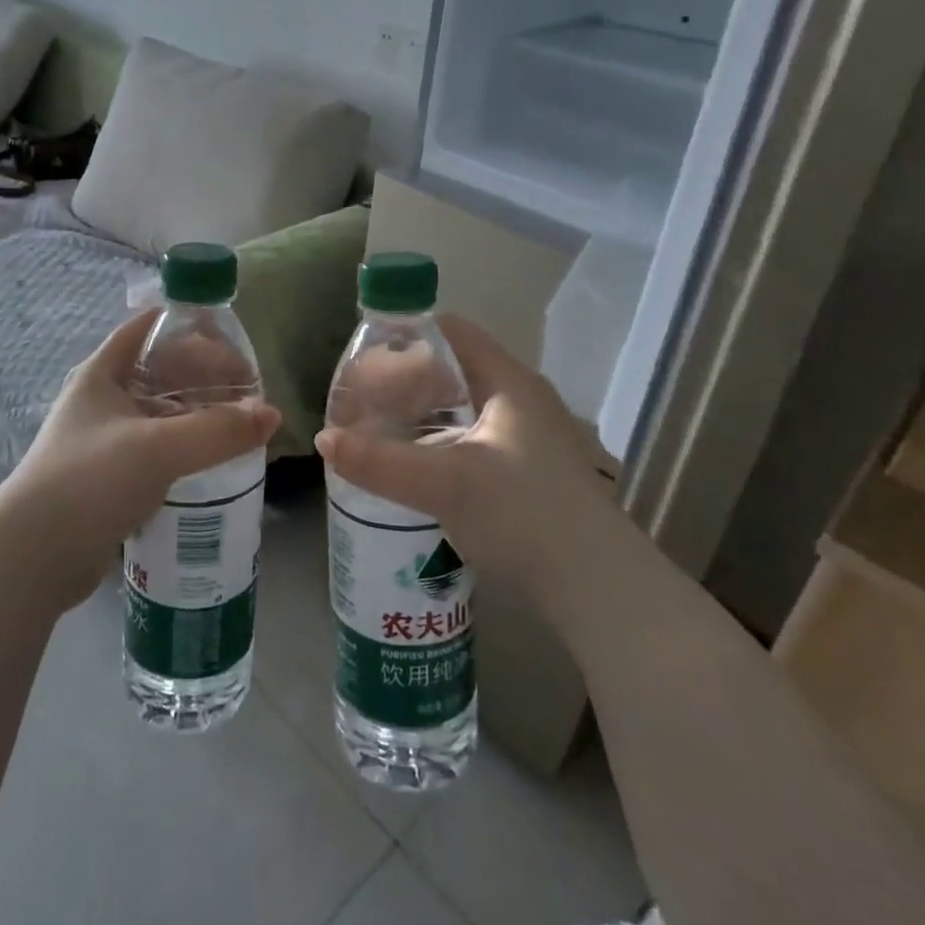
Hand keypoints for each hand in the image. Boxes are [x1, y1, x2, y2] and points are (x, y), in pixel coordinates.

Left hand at [0, 310, 279, 610]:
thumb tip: (272, 414)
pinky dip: (186, 446)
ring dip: (198, 413)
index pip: (148, 328)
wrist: (33, 558)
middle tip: (247, 391)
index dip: (189, 327)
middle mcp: (102, 399)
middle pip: (161, 370)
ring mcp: (105, 439)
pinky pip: (158, 448)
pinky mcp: (111, 476)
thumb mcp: (158, 448)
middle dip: (204, 374)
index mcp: (102, 373)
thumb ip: (218, 430)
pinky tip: (215, 460)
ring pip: (162, 412)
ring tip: (239, 424)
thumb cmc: (89, 482)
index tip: (232, 341)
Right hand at [315, 314, 609, 603]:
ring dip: (420, 415)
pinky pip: (470, 439)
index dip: (407, 334)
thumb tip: (324, 439)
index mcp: (508, 382)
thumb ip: (380, 461)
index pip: (451, 332)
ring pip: (461, 409)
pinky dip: (437, 442)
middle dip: (405, 380)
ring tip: (377, 430)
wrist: (601, 592)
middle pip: (453, 370)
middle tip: (361, 398)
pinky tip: (412, 467)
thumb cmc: (526, 516)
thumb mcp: (445, 484)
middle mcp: (521, 401)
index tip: (363, 353)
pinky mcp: (527, 474)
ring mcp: (528, 439)